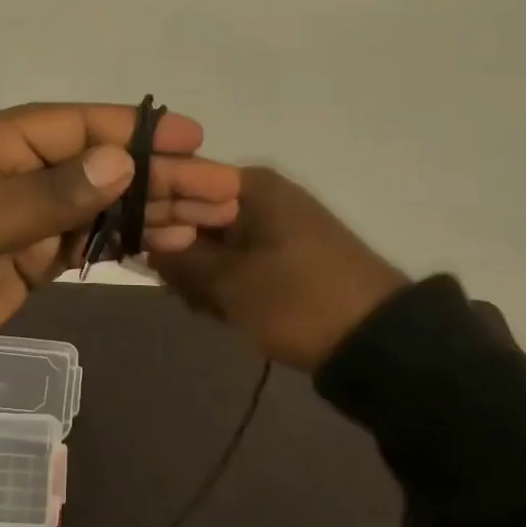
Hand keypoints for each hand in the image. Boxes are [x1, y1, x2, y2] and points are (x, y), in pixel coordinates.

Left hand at [0, 103, 240, 373]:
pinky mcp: (32, 253)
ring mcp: (26, 212)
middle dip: (161, 174)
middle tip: (224, 187)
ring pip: (102, 201)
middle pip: (100, 163)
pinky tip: (172, 239)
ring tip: (216, 214)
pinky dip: (129, 238)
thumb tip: (120, 160)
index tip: (192, 136)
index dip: (135, 129)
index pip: (75, 125)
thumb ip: (49, 194)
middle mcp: (15, 168)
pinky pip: (89, 237)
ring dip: (155, 206)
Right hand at [149, 166, 409, 369]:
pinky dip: (228, 280)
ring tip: (207, 308)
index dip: (157, 217)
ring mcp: (278, 222)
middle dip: (182, 253)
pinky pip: (241, 256)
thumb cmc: (297, 301)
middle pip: (196, 213)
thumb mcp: (228, 283)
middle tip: (182, 293)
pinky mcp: (289, 251)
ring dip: (204, 273)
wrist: (380, 343)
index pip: (180, 183)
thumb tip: (145, 241)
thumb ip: (178, 259)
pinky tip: (225, 310)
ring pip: (217, 240)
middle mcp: (263, 193)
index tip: (147, 254)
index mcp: (250, 185)